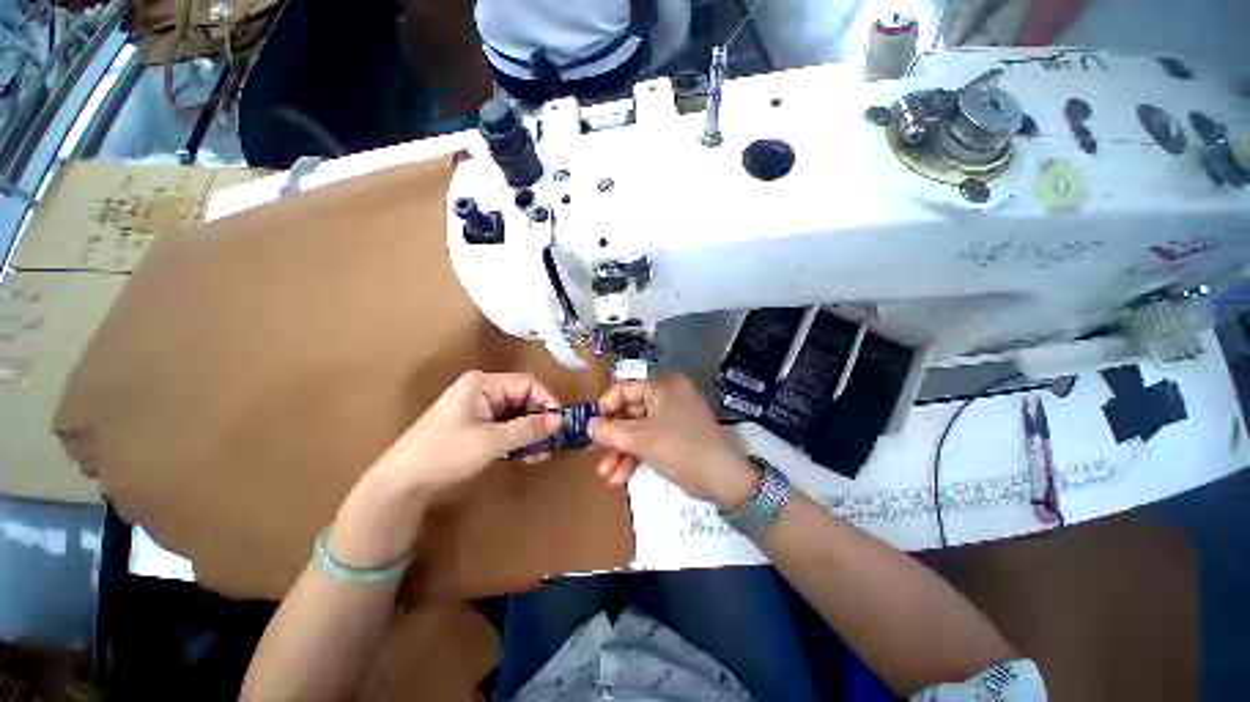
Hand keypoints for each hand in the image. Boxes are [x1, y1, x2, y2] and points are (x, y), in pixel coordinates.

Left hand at [329, 371, 563, 567]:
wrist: (401, 482)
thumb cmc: (446, 452)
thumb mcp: (492, 441)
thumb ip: (528, 428)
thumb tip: (560, 420)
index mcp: (484, 383)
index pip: (527, 383)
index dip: (547, 400)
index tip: (560, 422)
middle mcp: (483, 390)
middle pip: (523, 398)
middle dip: (539, 419)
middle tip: (554, 441)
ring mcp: (479, 409)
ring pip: (516, 414)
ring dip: (531, 432)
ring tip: (543, 453)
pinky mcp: (476, 426)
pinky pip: (505, 427)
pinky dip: (518, 439)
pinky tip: (529, 455)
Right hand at [590, 375, 759, 510]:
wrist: (721, 478)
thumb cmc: (679, 447)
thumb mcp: (640, 438)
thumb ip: (609, 431)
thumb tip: (587, 426)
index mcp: (661, 386)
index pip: (623, 390)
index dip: (604, 409)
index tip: (589, 428)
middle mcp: (666, 396)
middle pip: (629, 413)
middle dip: (611, 438)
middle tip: (593, 453)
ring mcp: (671, 417)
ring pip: (637, 430)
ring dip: (620, 452)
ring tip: (606, 475)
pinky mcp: (674, 436)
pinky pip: (649, 440)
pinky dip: (635, 457)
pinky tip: (620, 478)